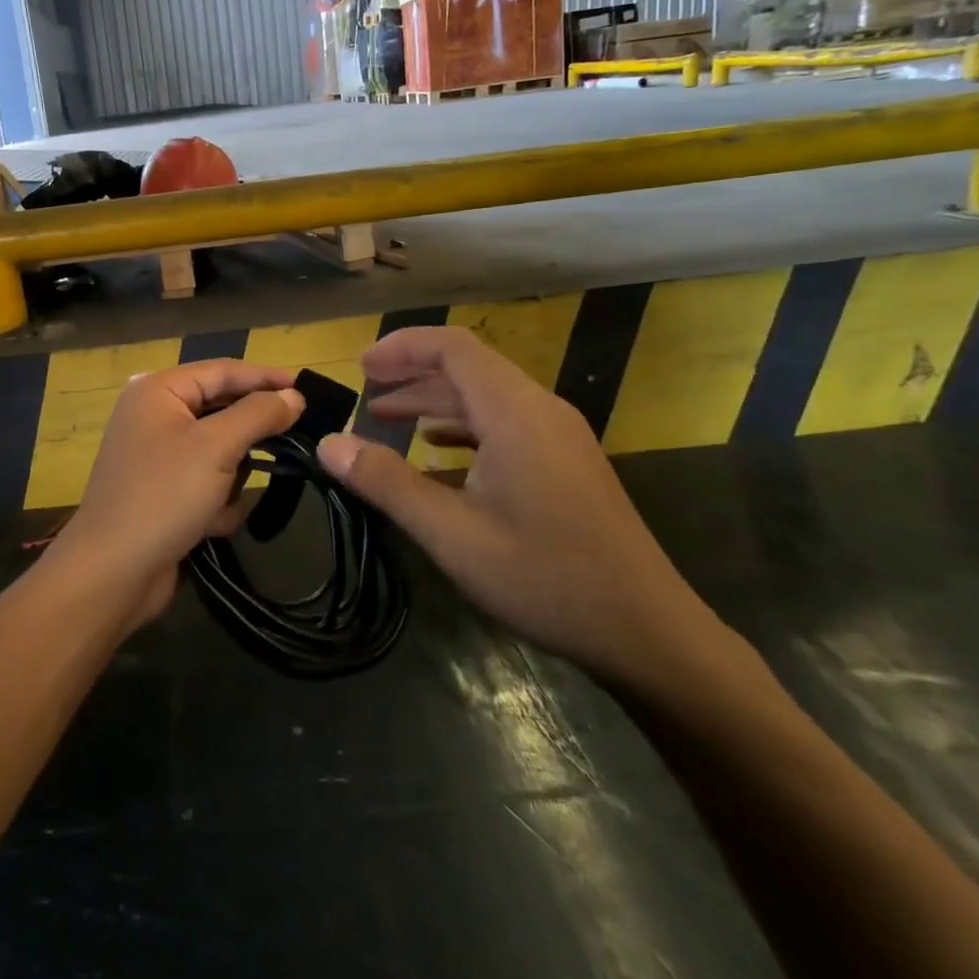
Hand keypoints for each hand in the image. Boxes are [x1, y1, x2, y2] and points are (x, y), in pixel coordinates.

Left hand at [48, 360, 304, 625]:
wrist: (113, 573)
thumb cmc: (164, 496)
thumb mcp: (217, 447)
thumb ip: (258, 414)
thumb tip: (293, 396)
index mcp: (158, 391)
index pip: (223, 370)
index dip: (266, 377)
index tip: (307, 389)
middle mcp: (154, 416)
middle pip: (221, 410)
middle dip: (251, 434)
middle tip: (297, 437)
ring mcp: (157, 456)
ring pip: (219, 451)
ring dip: (232, 476)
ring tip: (232, 495)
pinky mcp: (163, 493)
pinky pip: (206, 482)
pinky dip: (216, 502)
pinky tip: (213, 525)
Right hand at [316, 326, 718, 688]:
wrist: (647, 631)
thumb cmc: (545, 576)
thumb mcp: (452, 533)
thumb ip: (387, 482)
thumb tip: (330, 444)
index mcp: (515, 412)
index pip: (453, 348)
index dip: (402, 347)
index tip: (360, 366)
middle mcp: (540, 409)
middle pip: (469, 367)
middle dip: (413, 371)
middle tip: (365, 389)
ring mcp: (558, 436)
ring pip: (486, 396)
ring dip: (435, 400)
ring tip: (388, 418)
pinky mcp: (565, 462)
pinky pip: (505, 423)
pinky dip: (462, 426)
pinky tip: (438, 450)